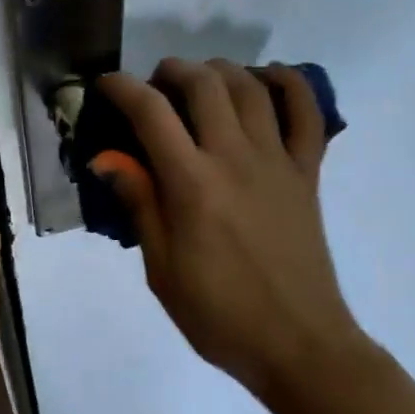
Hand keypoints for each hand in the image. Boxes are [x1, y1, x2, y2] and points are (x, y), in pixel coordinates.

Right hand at [93, 59, 366, 399]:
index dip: (122, 88)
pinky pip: (307, 113)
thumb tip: (107, 158)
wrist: (297, 343)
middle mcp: (236, 158)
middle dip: (171, 71)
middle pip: (204, 85)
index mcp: (193, 185)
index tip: (106, 85)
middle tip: (154, 85)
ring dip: (220, 70)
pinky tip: (265, 80)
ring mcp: (278, 161)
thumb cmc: (219, 315)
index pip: (151, 113)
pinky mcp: (308, 172)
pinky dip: (288, 84)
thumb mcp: (162, 270)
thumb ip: (140, 204)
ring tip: (200, 81)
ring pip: (251, 87)